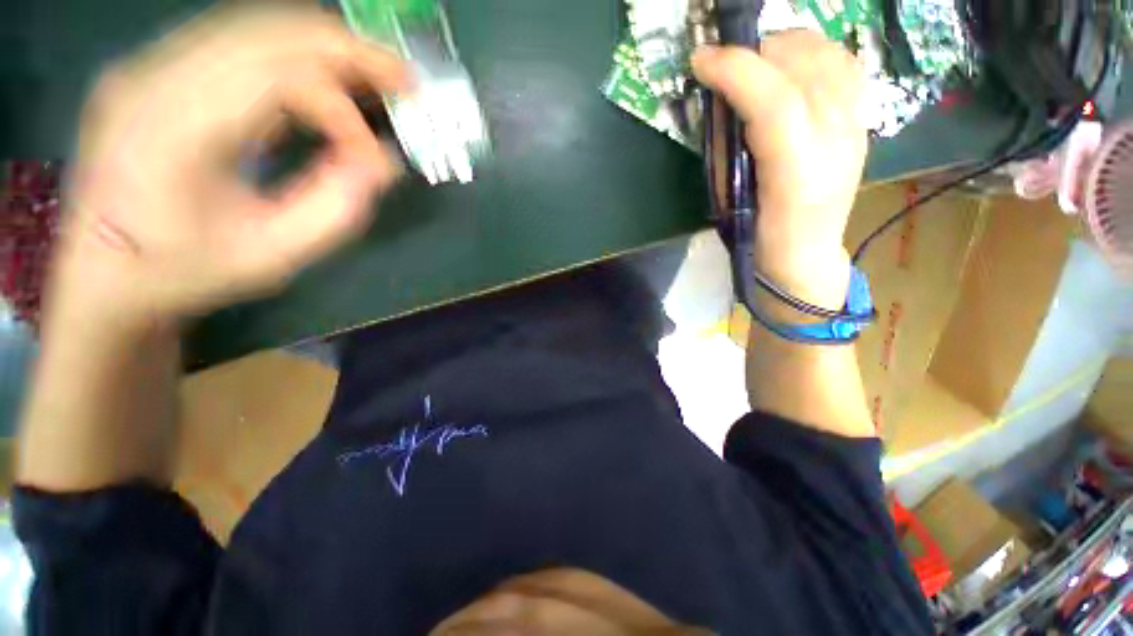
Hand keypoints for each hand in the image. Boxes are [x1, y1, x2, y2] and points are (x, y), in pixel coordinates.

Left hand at [52, 6, 409, 325]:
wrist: (106, 272)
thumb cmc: (184, 272)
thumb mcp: (273, 255)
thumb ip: (336, 207)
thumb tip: (382, 163)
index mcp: (172, 130)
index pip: (278, 81)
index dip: (343, 117)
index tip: (377, 165)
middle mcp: (155, 77)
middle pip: (269, 30)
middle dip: (350, 52)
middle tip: (405, 80)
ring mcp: (153, 64)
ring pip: (258, 23)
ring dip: (328, 45)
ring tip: (378, 74)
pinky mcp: (161, 68)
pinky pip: (242, 38)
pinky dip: (298, 51)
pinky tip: (330, 75)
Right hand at [692, 31, 866, 308]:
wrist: (805, 254)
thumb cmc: (757, 237)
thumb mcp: (729, 200)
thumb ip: (726, 147)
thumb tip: (720, 101)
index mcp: (798, 173)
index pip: (775, 101)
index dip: (736, 71)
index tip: (701, 61)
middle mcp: (836, 141)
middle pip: (804, 67)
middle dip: (756, 52)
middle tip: (724, 64)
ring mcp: (856, 125)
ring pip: (828, 56)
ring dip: (784, 46)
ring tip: (755, 61)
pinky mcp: (861, 120)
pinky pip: (844, 65)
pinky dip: (814, 52)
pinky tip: (791, 65)